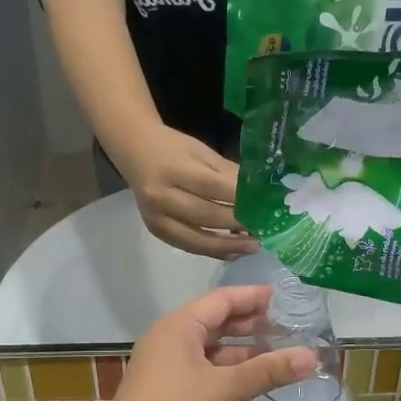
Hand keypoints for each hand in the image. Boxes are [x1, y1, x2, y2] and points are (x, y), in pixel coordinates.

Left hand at [96, 286, 318, 400]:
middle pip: (215, 322)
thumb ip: (269, 370)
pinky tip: (250, 381)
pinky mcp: (165, 392)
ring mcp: (165, 367)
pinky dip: (227, 370)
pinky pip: (202, 370)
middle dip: (250, 324)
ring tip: (277, 353)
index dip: (254, 297)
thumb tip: (313, 357)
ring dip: (241, 350)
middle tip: (288, 327)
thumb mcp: (228, 389)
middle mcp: (169, 339)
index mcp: (180, 326)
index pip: (222, 299)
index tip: (285, 298)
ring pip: (209, 349)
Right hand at [119, 124, 258, 258]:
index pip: (213, 187)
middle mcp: (161, 196)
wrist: (135, 152)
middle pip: (206, 216)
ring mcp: (156, 217)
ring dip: (228, 245)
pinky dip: (212, 251)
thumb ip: (227, 173)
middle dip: (238, 224)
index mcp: (173, 169)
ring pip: (197, 239)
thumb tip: (259, 193)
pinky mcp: (156, 231)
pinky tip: (232, 252)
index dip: (240, 199)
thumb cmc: (172, 148)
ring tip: (253, 246)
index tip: (265, 207)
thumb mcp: (201, 152)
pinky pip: (187, 246)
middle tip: (264, 229)